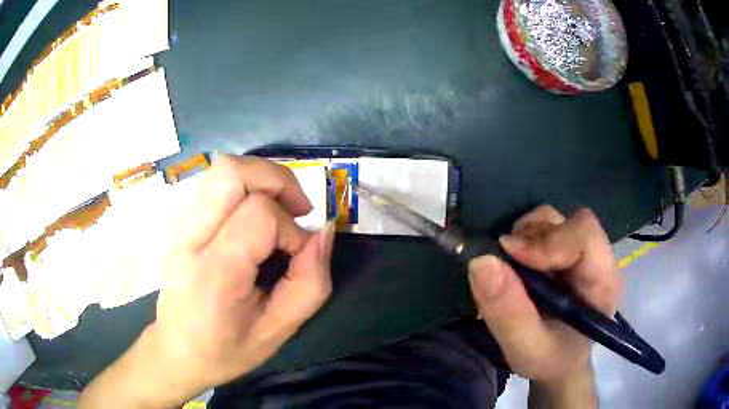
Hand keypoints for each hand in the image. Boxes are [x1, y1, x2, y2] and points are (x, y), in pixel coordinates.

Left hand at [154, 155, 335, 387]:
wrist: (176, 351)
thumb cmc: (226, 350)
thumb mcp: (278, 331)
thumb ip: (310, 282)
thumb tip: (325, 230)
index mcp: (214, 271)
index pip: (259, 215)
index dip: (291, 229)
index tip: (298, 255)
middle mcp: (190, 237)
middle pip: (233, 172)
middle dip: (277, 180)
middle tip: (296, 209)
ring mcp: (179, 225)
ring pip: (221, 169)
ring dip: (260, 179)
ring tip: (276, 208)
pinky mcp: (178, 221)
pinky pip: (212, 182)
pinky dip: (242, 185)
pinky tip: (250, 214)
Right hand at [468, 205, 620, 388]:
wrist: (557, 364)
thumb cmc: (550, 361)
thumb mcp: (527, 349)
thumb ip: (509, 314)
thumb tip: (482, 262)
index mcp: (602, 282)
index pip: (585, 234)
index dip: (549, 239)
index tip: (511, 255)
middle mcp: (596, 259)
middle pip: (568, 222)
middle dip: (533, 237)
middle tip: (505, 262)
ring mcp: (580, 253)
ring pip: (553, 221)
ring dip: (525, 236)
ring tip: (509, 267)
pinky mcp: (563, 253)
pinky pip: (542, 230)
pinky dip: (521, 241)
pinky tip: (514, 266)